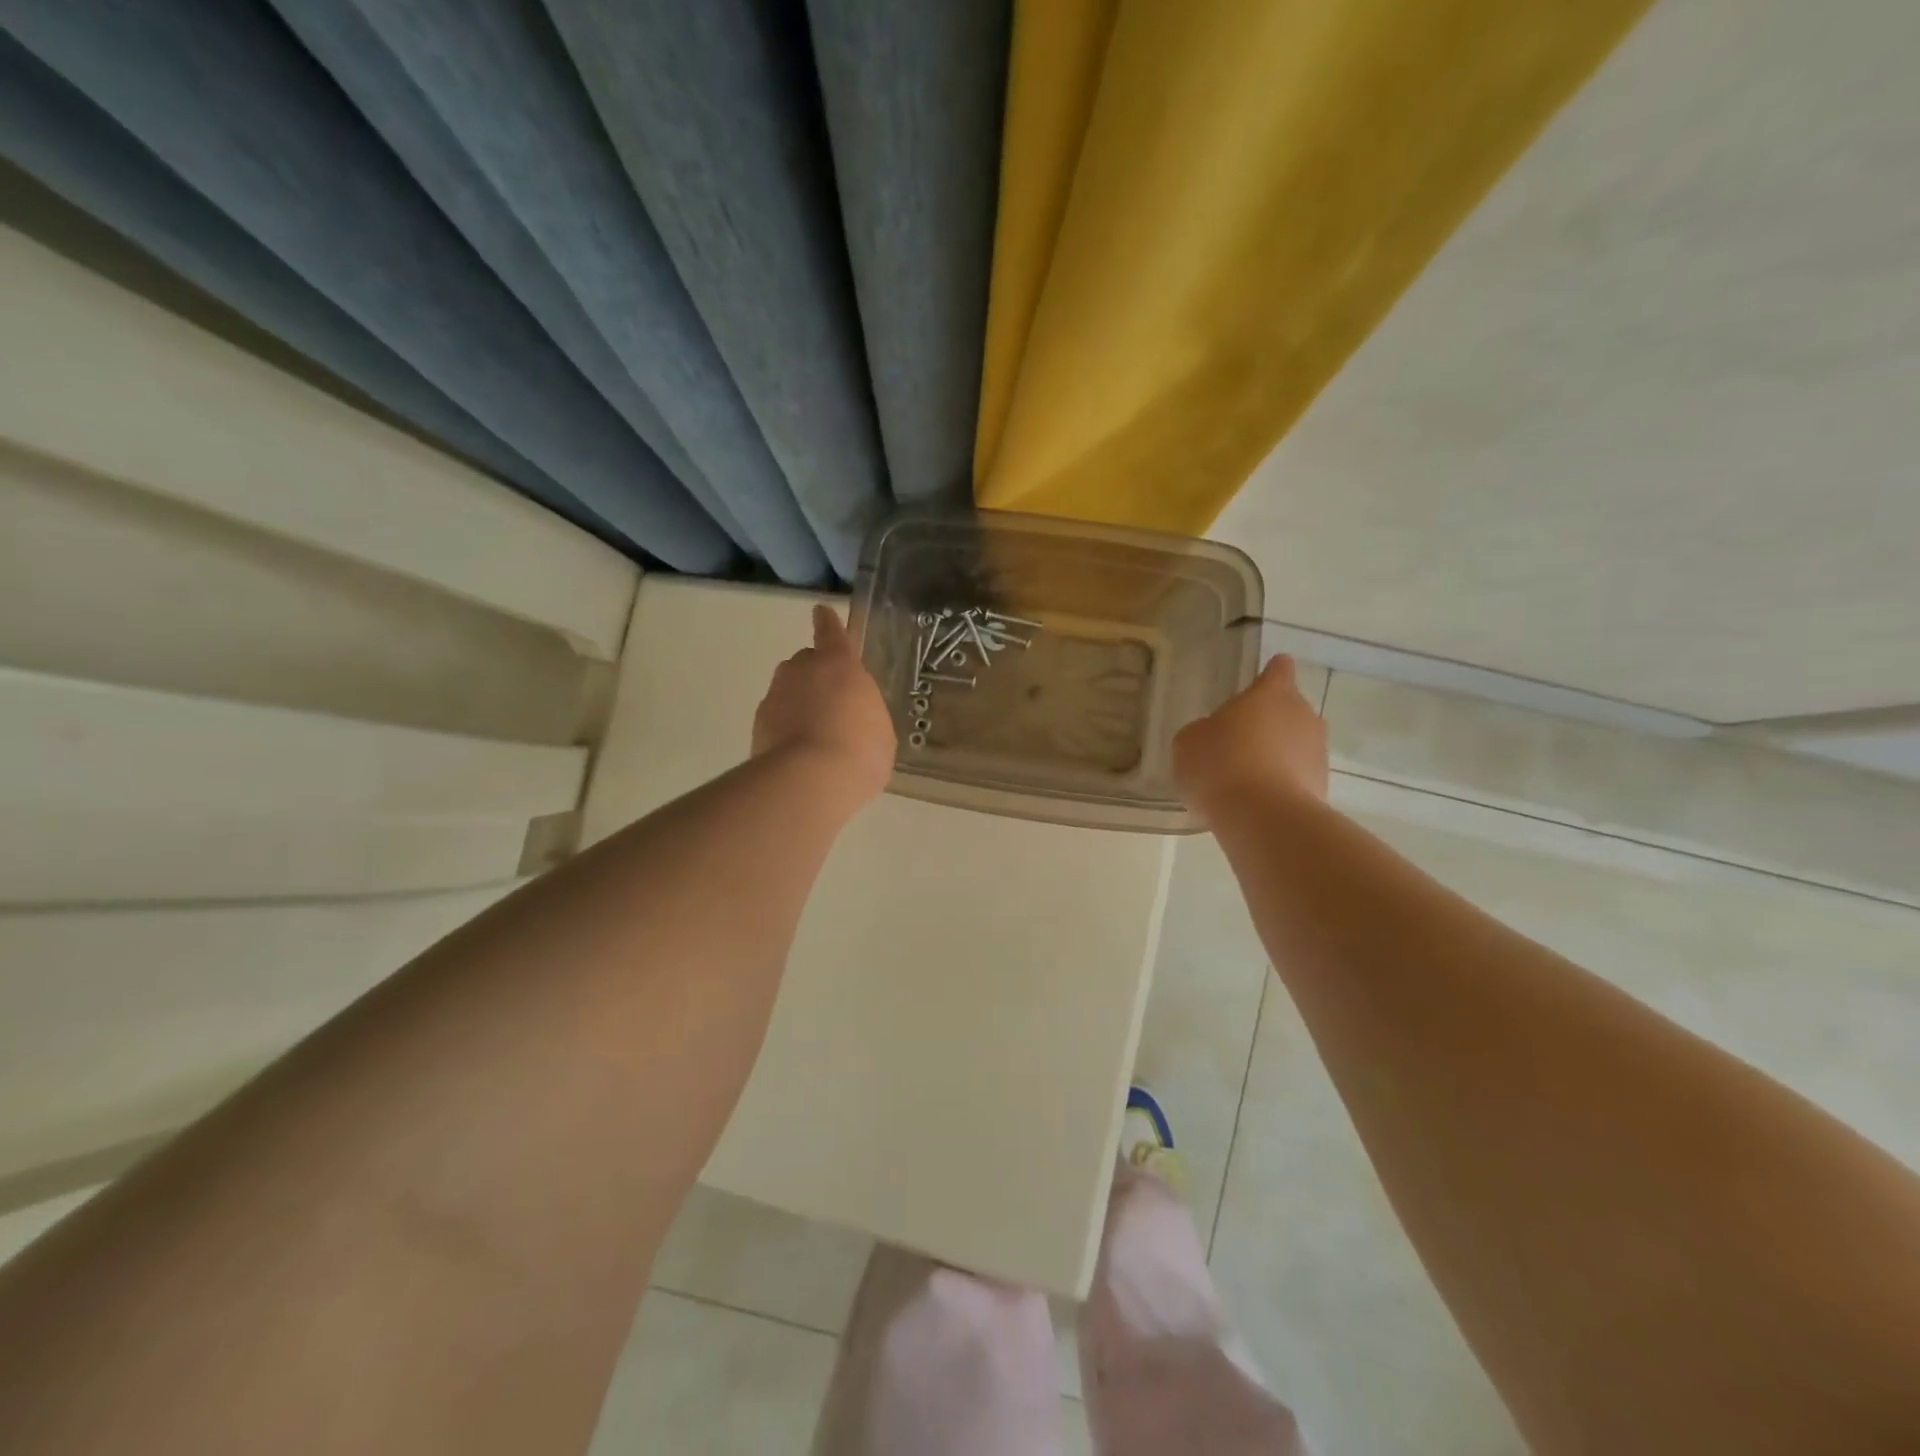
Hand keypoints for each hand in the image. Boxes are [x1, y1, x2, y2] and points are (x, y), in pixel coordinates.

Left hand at [753, 605, 896, 807]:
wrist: (810, 782)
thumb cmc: (860, 750)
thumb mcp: (880, 730)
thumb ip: (864, 712)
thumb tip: (852, 717)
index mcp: (839, 664)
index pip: (831, 632)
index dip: (827, 623)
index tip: (820, 612)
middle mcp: (802, 671)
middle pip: (805, 662)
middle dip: (816, 676)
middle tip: (832, 704)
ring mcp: (775, 696)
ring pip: (787, 690)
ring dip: (799, 703)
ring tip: (815, 734)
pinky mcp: (758, 725)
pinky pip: (776, 718)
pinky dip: (785, 729)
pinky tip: (800, 754)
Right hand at [1172, 655, 1327, 824]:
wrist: (1261, 818)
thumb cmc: (1220, 765)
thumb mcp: (1190, 742)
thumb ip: (1204, 731)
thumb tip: (1213, 737)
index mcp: (1271, 693)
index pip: (1279, 669)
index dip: (1268, 675)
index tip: (1257, 687)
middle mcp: (1303, 714)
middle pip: (1290, 708)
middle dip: (1270, 721)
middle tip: (1239, 742)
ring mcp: (1318, 752)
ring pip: (1297, 744)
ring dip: (1278, 755)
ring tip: (1247, 778)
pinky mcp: (1323, 786)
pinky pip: (1299, 776)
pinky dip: (1283, 784)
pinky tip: (1257, 802)